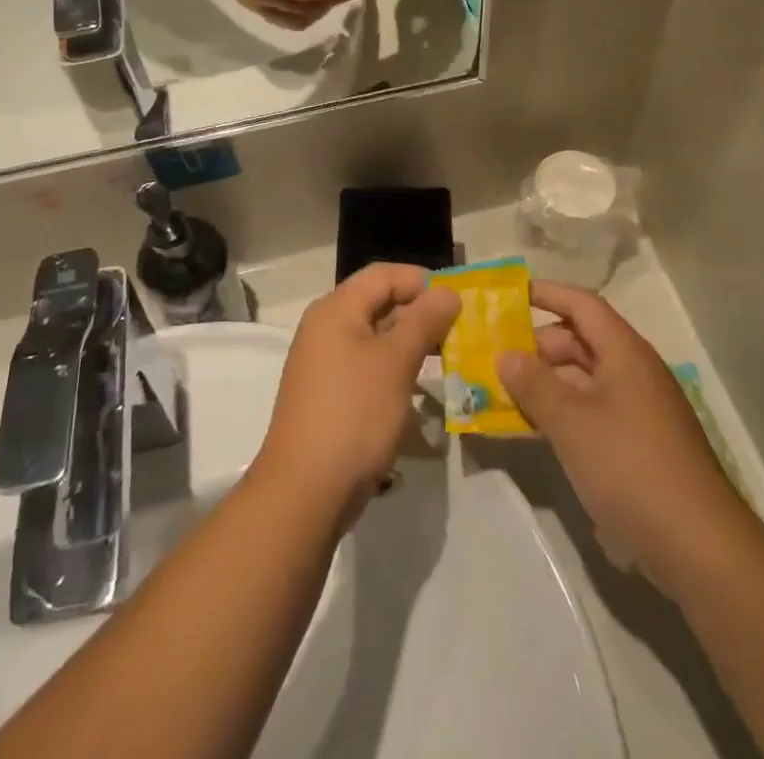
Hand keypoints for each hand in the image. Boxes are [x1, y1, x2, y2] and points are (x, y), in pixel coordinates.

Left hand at [254, 264, 459, 525]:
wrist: (306, 490)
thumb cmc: (354, 413)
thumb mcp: (396, 362)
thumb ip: (424, 321)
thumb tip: (447, 291)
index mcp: (336, 309)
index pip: (383, 275)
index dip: (421, 280)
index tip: (458, 301)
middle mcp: (325, 327)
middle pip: (377, 302)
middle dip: (419, 312)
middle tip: (458, 331)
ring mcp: (324, 362)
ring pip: (374, 336)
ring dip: (409, 343)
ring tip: (445, 358)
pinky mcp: (329, 394)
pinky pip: (366, 365)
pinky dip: (393, 369)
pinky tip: (417, 389)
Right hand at [498, 281, 738, 576]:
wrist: (701, 548)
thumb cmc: (631, 468)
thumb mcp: (571, 423)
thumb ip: (534, 384)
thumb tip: (505, 354)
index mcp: (624, 352)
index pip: (581, 304)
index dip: (546, 293)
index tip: (507, 295)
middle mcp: (634, 371)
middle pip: (580, 340)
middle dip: (537, 346)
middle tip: (495, 358)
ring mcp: (640, 408)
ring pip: (584, 378)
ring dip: (546, 382)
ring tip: (504, 394)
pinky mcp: (640, 442)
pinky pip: (593, 409)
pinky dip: (563, 410)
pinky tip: (535, 428)